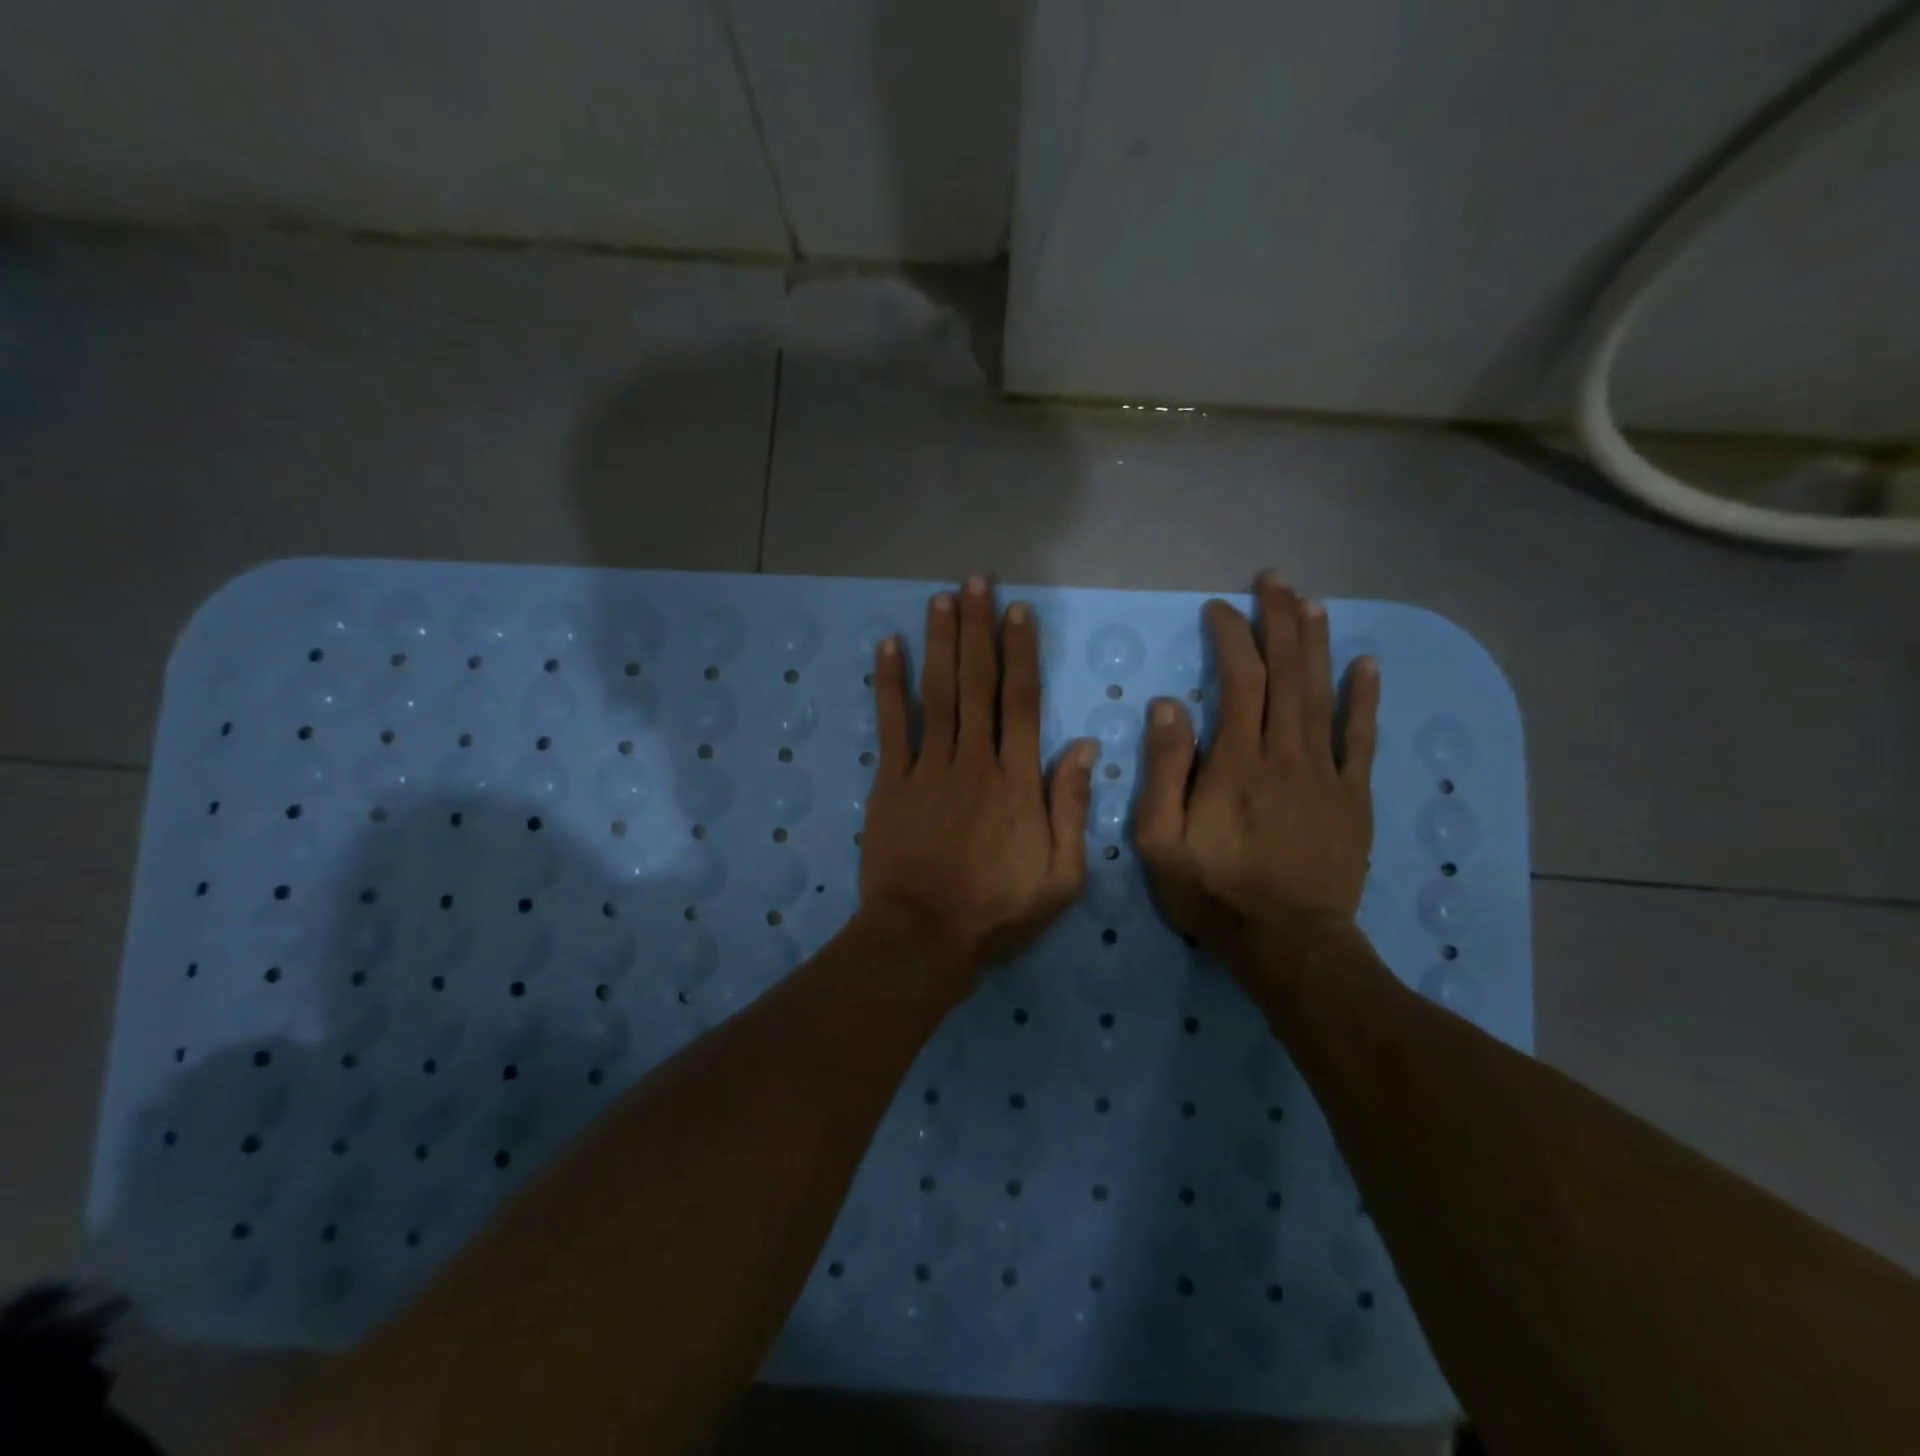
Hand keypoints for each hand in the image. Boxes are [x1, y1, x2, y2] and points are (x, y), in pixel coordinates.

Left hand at [859, 576, 1096, 983]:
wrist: (923, 937)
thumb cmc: (997, 912)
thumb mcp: (1061, 876)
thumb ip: (1071, 808)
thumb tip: (1083, 747)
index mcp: (1018, 781)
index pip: (1023, 702)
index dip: (1022, 653)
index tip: (1018, 612)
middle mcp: (975, 761)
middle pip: (978, 683)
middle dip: (979, 628)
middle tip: (977, 581)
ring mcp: (929, 768)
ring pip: (938, 693)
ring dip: (940, 642)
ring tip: (942, 598)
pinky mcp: (891, 783)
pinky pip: (891, 725)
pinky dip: (889, 685)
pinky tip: (889, 647)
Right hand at [1134, 573, 1379, 959]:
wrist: (1287, 941)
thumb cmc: (1214, 891)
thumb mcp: (1160, 839)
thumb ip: (1164, 770)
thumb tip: (1170, 706)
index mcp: (1235, 762)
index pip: (1238, 680)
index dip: (1231, 638)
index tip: (1218, 611)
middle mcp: (1284, 754)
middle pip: (1286, 674)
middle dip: (1279, 621)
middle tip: (1274, 581)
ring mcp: (1325, 773)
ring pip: (1323, 694)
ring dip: (1317, 644)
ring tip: (1311, 603)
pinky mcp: (1353, 797)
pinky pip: (1361, 739)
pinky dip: (1364, 699)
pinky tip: (1366, 664)